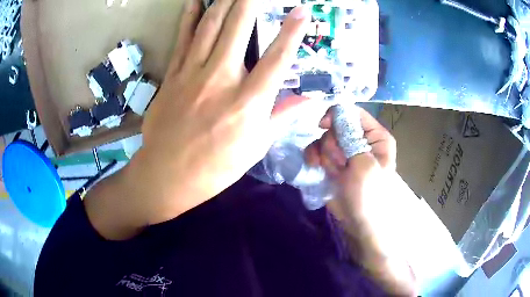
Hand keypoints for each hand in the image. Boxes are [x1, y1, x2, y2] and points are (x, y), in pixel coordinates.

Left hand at [85, 0, 309, 238]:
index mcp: (249, 102)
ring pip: (210, 26)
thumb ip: (281, 117)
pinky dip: (189, 17)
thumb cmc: (215, 168)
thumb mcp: (255, 148)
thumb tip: (309, 100)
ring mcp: (193, 74)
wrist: (167, 175)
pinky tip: (194, 1)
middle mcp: (222, 79)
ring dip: (224, 2)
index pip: (277, 57)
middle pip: (238, 28)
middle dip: (250, 2)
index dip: (292, 31)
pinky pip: (183, 39)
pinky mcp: (173, 75)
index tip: (302, 11)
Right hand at [304, 105, 395, 223]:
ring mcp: (345, 151)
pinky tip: (315, 166)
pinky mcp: (332, 161)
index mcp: (376, 136)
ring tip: (335, 172)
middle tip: (341, 163)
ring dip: (325, 155)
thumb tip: (336, 112)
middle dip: (333, 145)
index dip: (337, 116)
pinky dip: (314, 157)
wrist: (359, 222)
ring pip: (325, 139)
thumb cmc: (369, 195)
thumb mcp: (365, 165)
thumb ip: (351, 137)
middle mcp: (360, 139)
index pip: (354, 113)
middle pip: (336, 125)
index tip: (323, 125)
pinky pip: (317, 150)